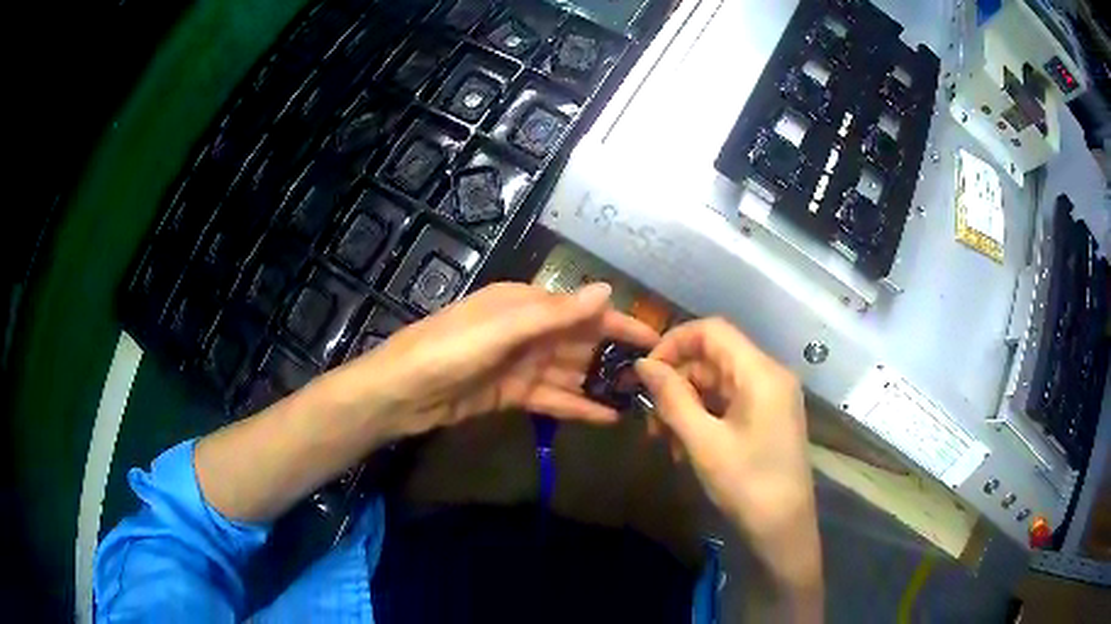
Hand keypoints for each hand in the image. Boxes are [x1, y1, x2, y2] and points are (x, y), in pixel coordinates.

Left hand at [337, 282, 659, 439]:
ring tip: (638, 402)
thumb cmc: (448, 350)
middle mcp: (527, 331)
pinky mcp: (512, 394)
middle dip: (614, 359)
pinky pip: (552, 398)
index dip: (620, 323)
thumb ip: (554, 314)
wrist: (401, 393)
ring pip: (570, 373)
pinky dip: (577, 407)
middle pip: (581, 343)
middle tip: (656, 380)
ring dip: (600, 385)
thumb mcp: (502, 329)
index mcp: (526, 304)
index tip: (657, 339)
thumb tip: (606, 291)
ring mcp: (520, 365)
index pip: (584, 311)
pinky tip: (607, 418)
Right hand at [634, 319, 821, 598]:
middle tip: (652, 422)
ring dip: (686, 406)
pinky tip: (685, 448)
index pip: (712, 331)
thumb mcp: (703, 442)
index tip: (646, 374)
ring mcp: (770, 396)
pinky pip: (729, 403)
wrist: (784, 528)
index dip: (674, 343)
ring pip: (717, 383)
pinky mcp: (767, 416)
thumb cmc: (747, 484)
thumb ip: (672, 398)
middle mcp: (769, 375)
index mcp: (760, 373)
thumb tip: (643, 365)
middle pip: (713, 358)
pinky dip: (703, 418)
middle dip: (677, 384)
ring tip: (666, 442)